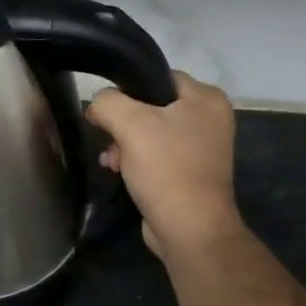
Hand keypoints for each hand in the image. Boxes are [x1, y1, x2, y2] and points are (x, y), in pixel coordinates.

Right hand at [87, 71, 244, 256]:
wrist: (188, 228)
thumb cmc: (166, 169)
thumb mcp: (131, 124)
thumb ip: (108, 103)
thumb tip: (96, 105)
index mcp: (206, 99)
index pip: (158, 77)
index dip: (127, 89)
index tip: (105, 109)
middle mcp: (209, 119)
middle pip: (152, 107)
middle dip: (122, 123)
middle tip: (106, 137)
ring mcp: (201, 148)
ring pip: (149, 133)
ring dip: (124, 144)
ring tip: (110, 160)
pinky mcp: (188, 172)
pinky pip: (155, 156)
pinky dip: (134, 160)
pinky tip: (117, 171)